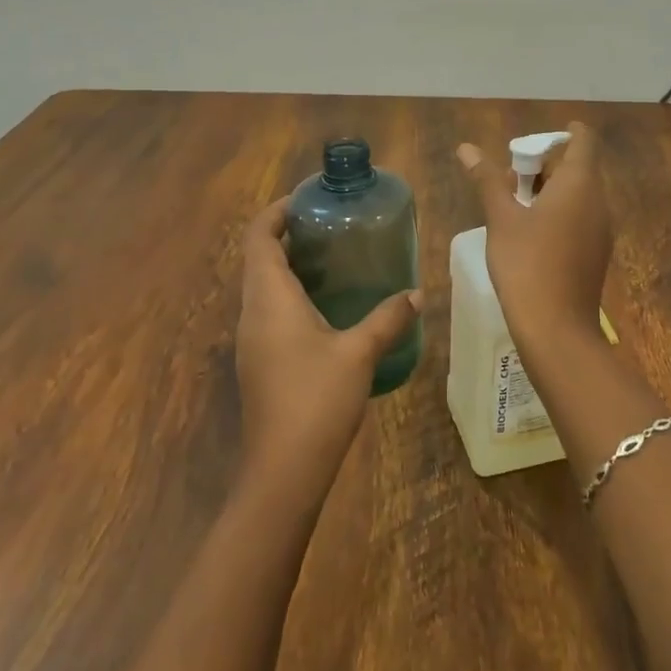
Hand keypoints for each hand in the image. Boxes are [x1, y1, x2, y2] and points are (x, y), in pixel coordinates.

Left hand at [235, 199, 421, 511]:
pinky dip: (293, 294)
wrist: (282, 470)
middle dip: (289, 235)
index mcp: (269, 298)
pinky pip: (270, 311)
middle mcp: (252, 312)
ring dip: (291, 265)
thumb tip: (417, 293)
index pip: (258, 236)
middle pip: (260, 258)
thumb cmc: (316, 399)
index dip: (277, 212)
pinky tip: (329, 307)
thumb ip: (388, 318)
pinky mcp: (259, 361)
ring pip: (264, 286)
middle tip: (332, 226)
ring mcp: (252, 339)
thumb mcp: (359, 353)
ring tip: (335, 259)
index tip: (308, 200)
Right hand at [456, 120, 612, 360]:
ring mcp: (601, 229)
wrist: (556, 329)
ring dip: (549, 189)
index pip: (583, 140)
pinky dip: (558, 212)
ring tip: (512, 201)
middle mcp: (598, 201)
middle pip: (578, 167)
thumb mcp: (501, 219)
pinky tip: (529, 231)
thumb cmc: (526, 264)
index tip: (533, 140)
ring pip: (579, 194)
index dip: (563, 133)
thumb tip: (467, 148)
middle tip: (509, 174)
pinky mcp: (596, 252)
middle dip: (545, 164)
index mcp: (579, 184)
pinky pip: (580, 217)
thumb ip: (487, 180)